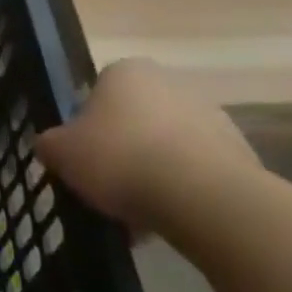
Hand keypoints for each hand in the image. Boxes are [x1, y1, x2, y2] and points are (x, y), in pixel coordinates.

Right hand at [35, 59, 253, 231]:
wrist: (204, 199)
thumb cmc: (120, 159)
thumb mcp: (60, 152)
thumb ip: (49, 144)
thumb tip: (51, 147)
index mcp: (126, 71)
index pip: (98, 92)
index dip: (86, 126)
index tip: (83, 156)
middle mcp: (171, 83)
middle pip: (135, 119)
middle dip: (123, 149)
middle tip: (107, 184)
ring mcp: (212, 117)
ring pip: (167, 146)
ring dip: (153, 172)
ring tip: (138, 213)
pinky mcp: (242, 155)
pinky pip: (198, 172)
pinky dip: (182, 191)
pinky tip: (168, 219)